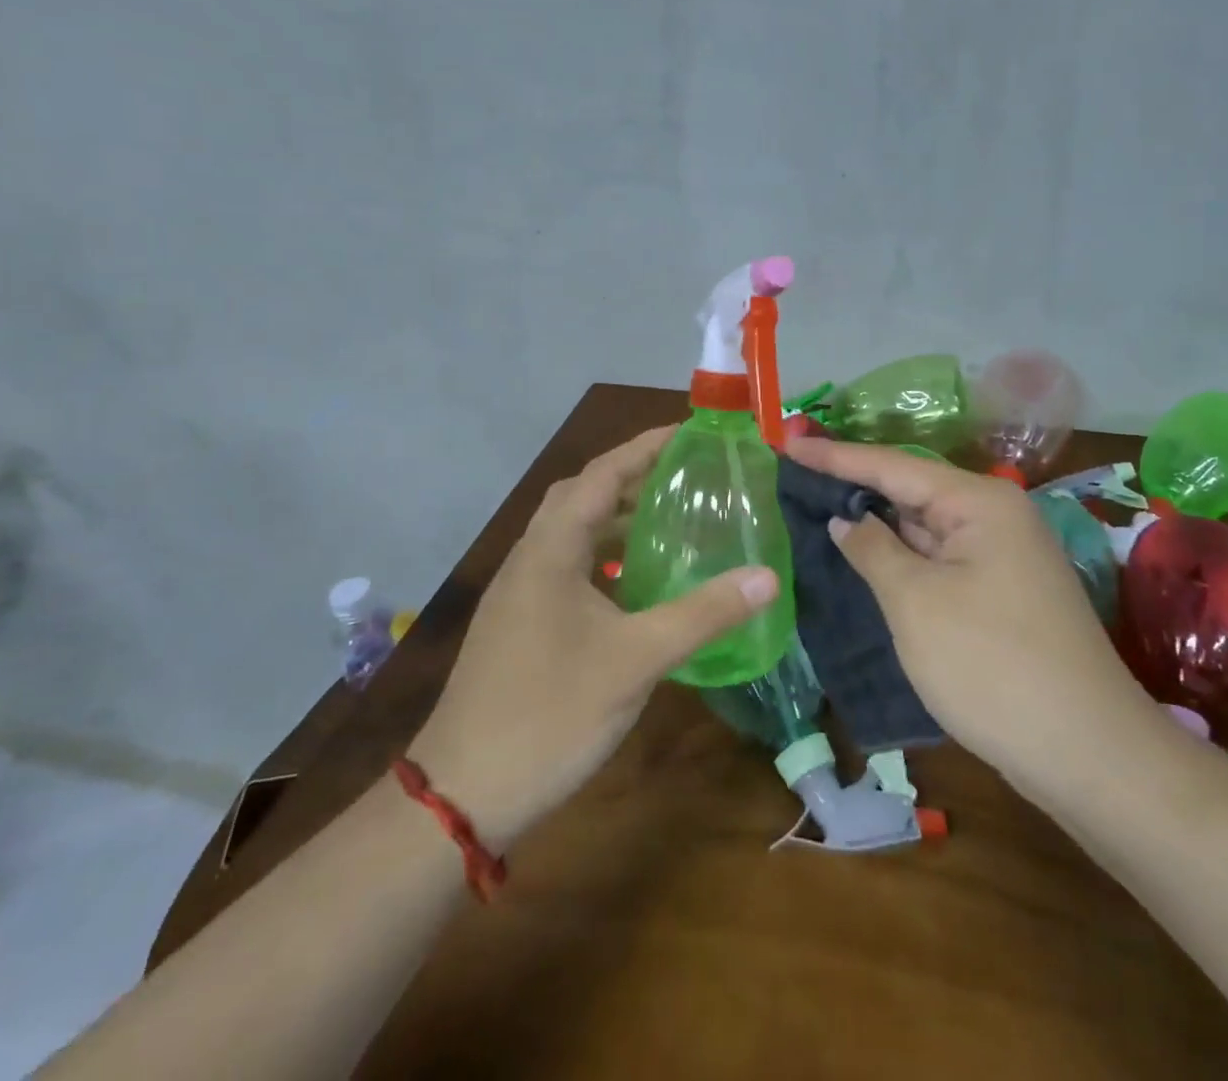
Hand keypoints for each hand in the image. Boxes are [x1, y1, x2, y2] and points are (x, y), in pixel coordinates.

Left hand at [407, 426, 777, 852]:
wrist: (462, 794)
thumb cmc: (550, 713)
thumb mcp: (636, 659)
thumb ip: (703, 613)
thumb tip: (766, 576)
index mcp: (551, 548)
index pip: (603, 473)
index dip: (646, 446)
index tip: (690, 433)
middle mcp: (531, 557)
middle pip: (584, 495)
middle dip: (633, 478)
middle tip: (686, 477)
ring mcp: (521, 592)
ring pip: (573, 534)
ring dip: (618, 520)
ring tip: (672, 522)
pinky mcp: (520, 622)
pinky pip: (568, 568)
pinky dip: (605, 560)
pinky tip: (638, 586)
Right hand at [784, 438, 1161, 786]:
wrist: (1087, 753)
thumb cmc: (991, 664)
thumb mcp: (916, 602)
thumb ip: (873, 550)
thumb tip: (846, 519)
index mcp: (979, 502)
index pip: (892, 466)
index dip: (835, 456)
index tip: (787, 442)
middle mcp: (995, 517)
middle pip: (912, 491)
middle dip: (855, 486)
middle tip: (796, 475)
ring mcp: (1002, 557)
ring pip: (926, 529)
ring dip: (878, 524)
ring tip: (818, 508)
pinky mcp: (1001, 593)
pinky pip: (940, 560)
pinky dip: (902, 557)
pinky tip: (866, 558)